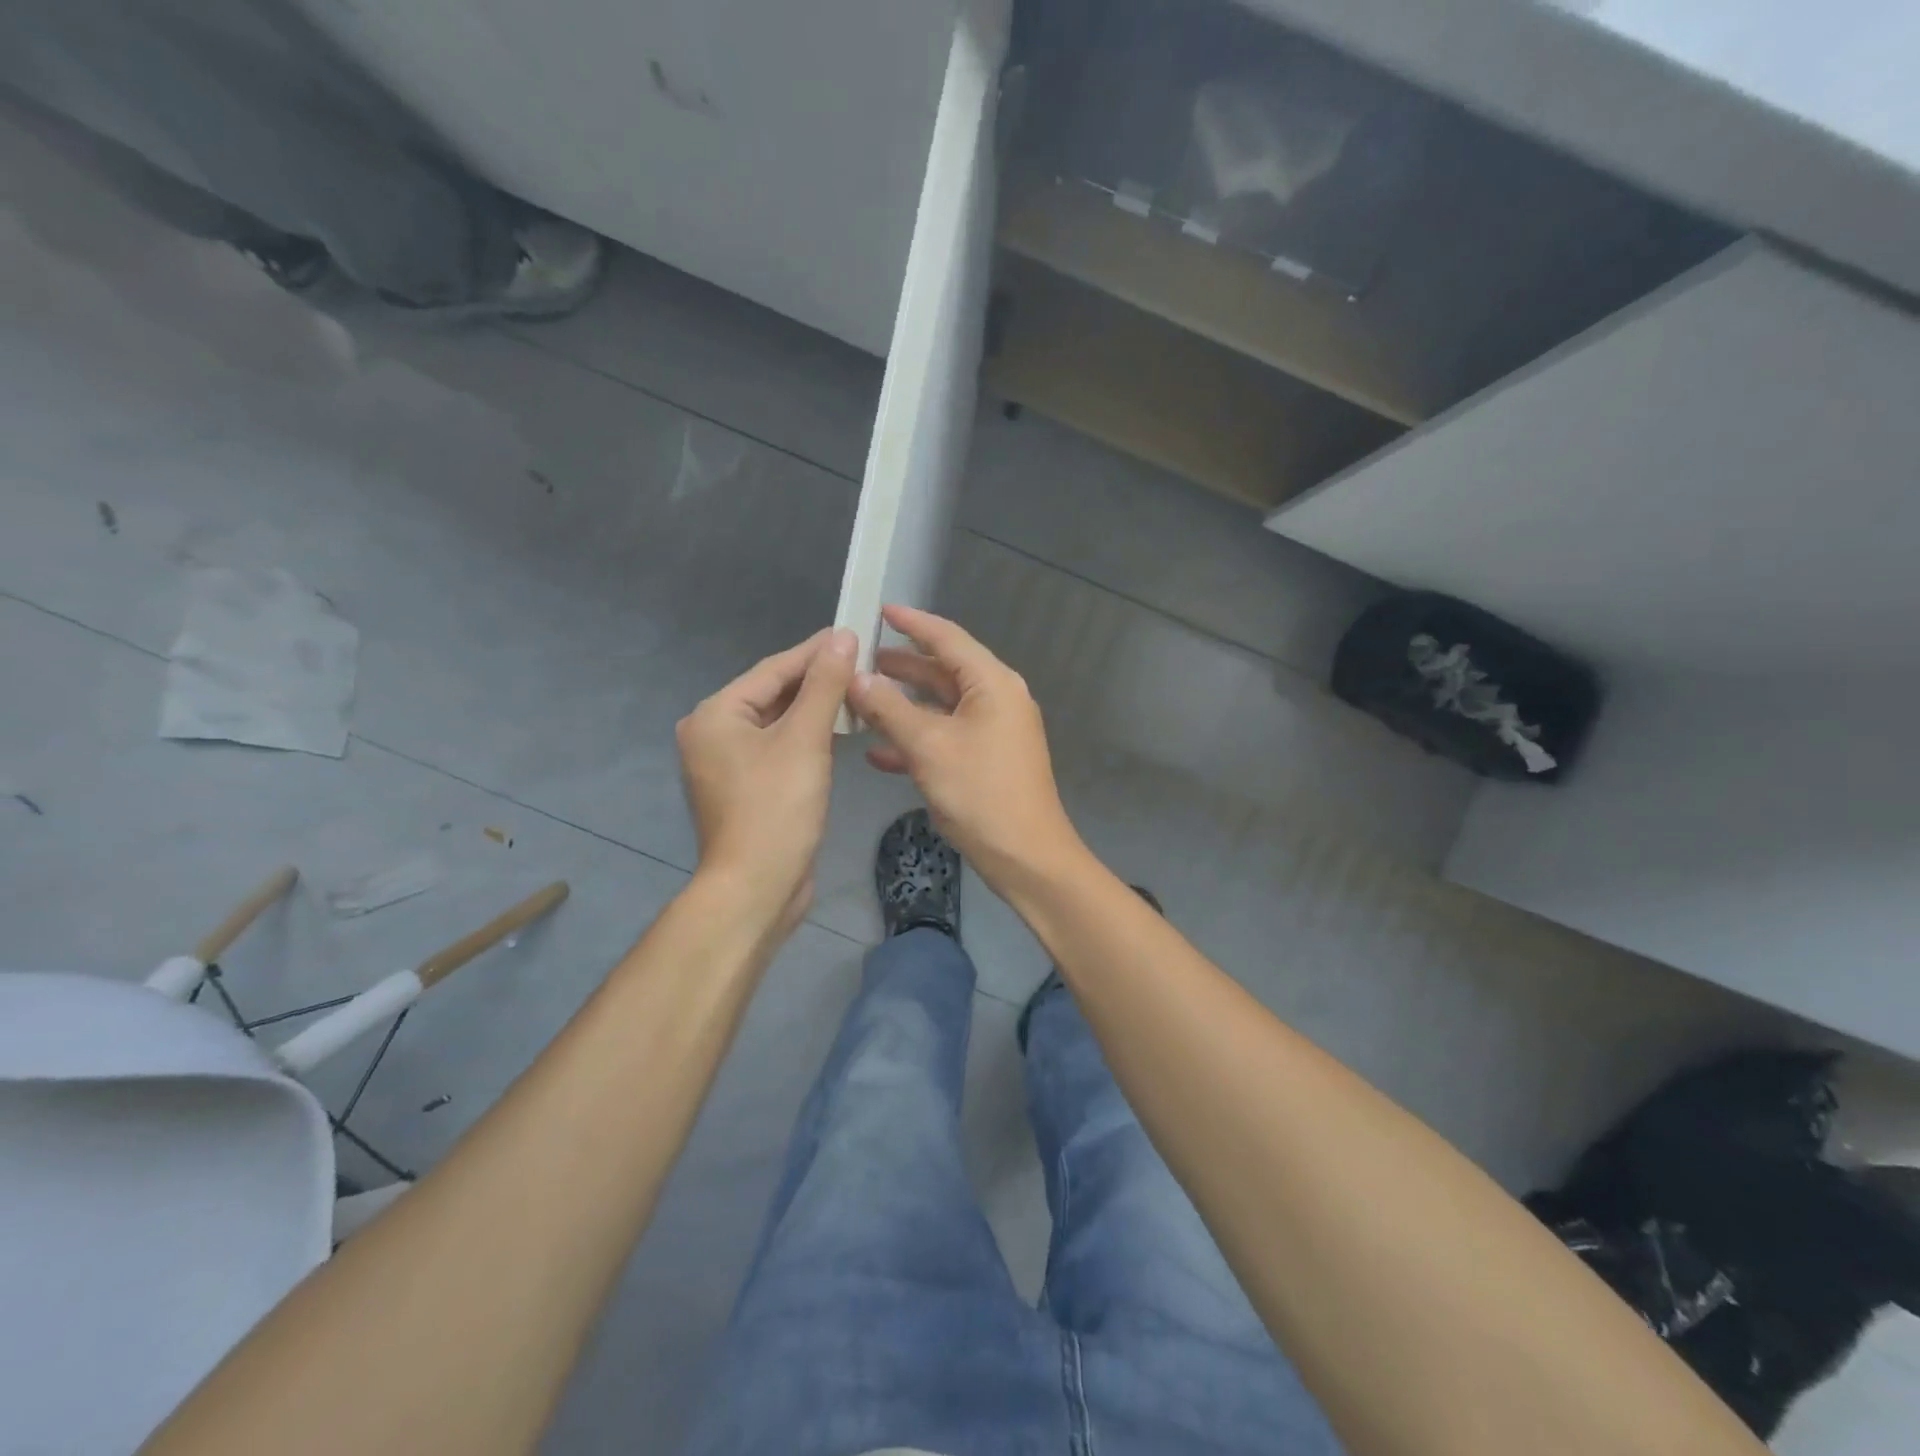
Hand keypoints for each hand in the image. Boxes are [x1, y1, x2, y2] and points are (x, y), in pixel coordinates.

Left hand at [677, 628, 856, 926]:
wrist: (757, 887)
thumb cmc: (777, 808)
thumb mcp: (805, 740)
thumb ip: (824, 686)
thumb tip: (842, 638)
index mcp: (716, 715)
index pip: (773, 669)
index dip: (816, 651)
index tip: (853, 632)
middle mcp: (713, 733)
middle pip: (773, 694)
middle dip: (817, 680)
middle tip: (862, 662)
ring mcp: (726, 764)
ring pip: (777, 723)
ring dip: (815, 708)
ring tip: (857, 690)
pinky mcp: (745, 788)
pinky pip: (778, 748)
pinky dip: (806, 737)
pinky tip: (837, 730)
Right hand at [847, 605, 1083, 890]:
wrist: (1026, 856)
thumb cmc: (980, 793)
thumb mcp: (928, 747)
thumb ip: (889, 709)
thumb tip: (856, 678)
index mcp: (992, 684)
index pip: (947, 638)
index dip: (912, 623)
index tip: (879, 611)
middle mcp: (997, 699)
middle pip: (943, 671)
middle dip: (900, 667)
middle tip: (858, 660)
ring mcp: (994, 731)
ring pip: (941, 707)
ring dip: (902, 706)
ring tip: (860, 701)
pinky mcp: (987, 760)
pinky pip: (946, 737)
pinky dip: (915, 739)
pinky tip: (878, 752)